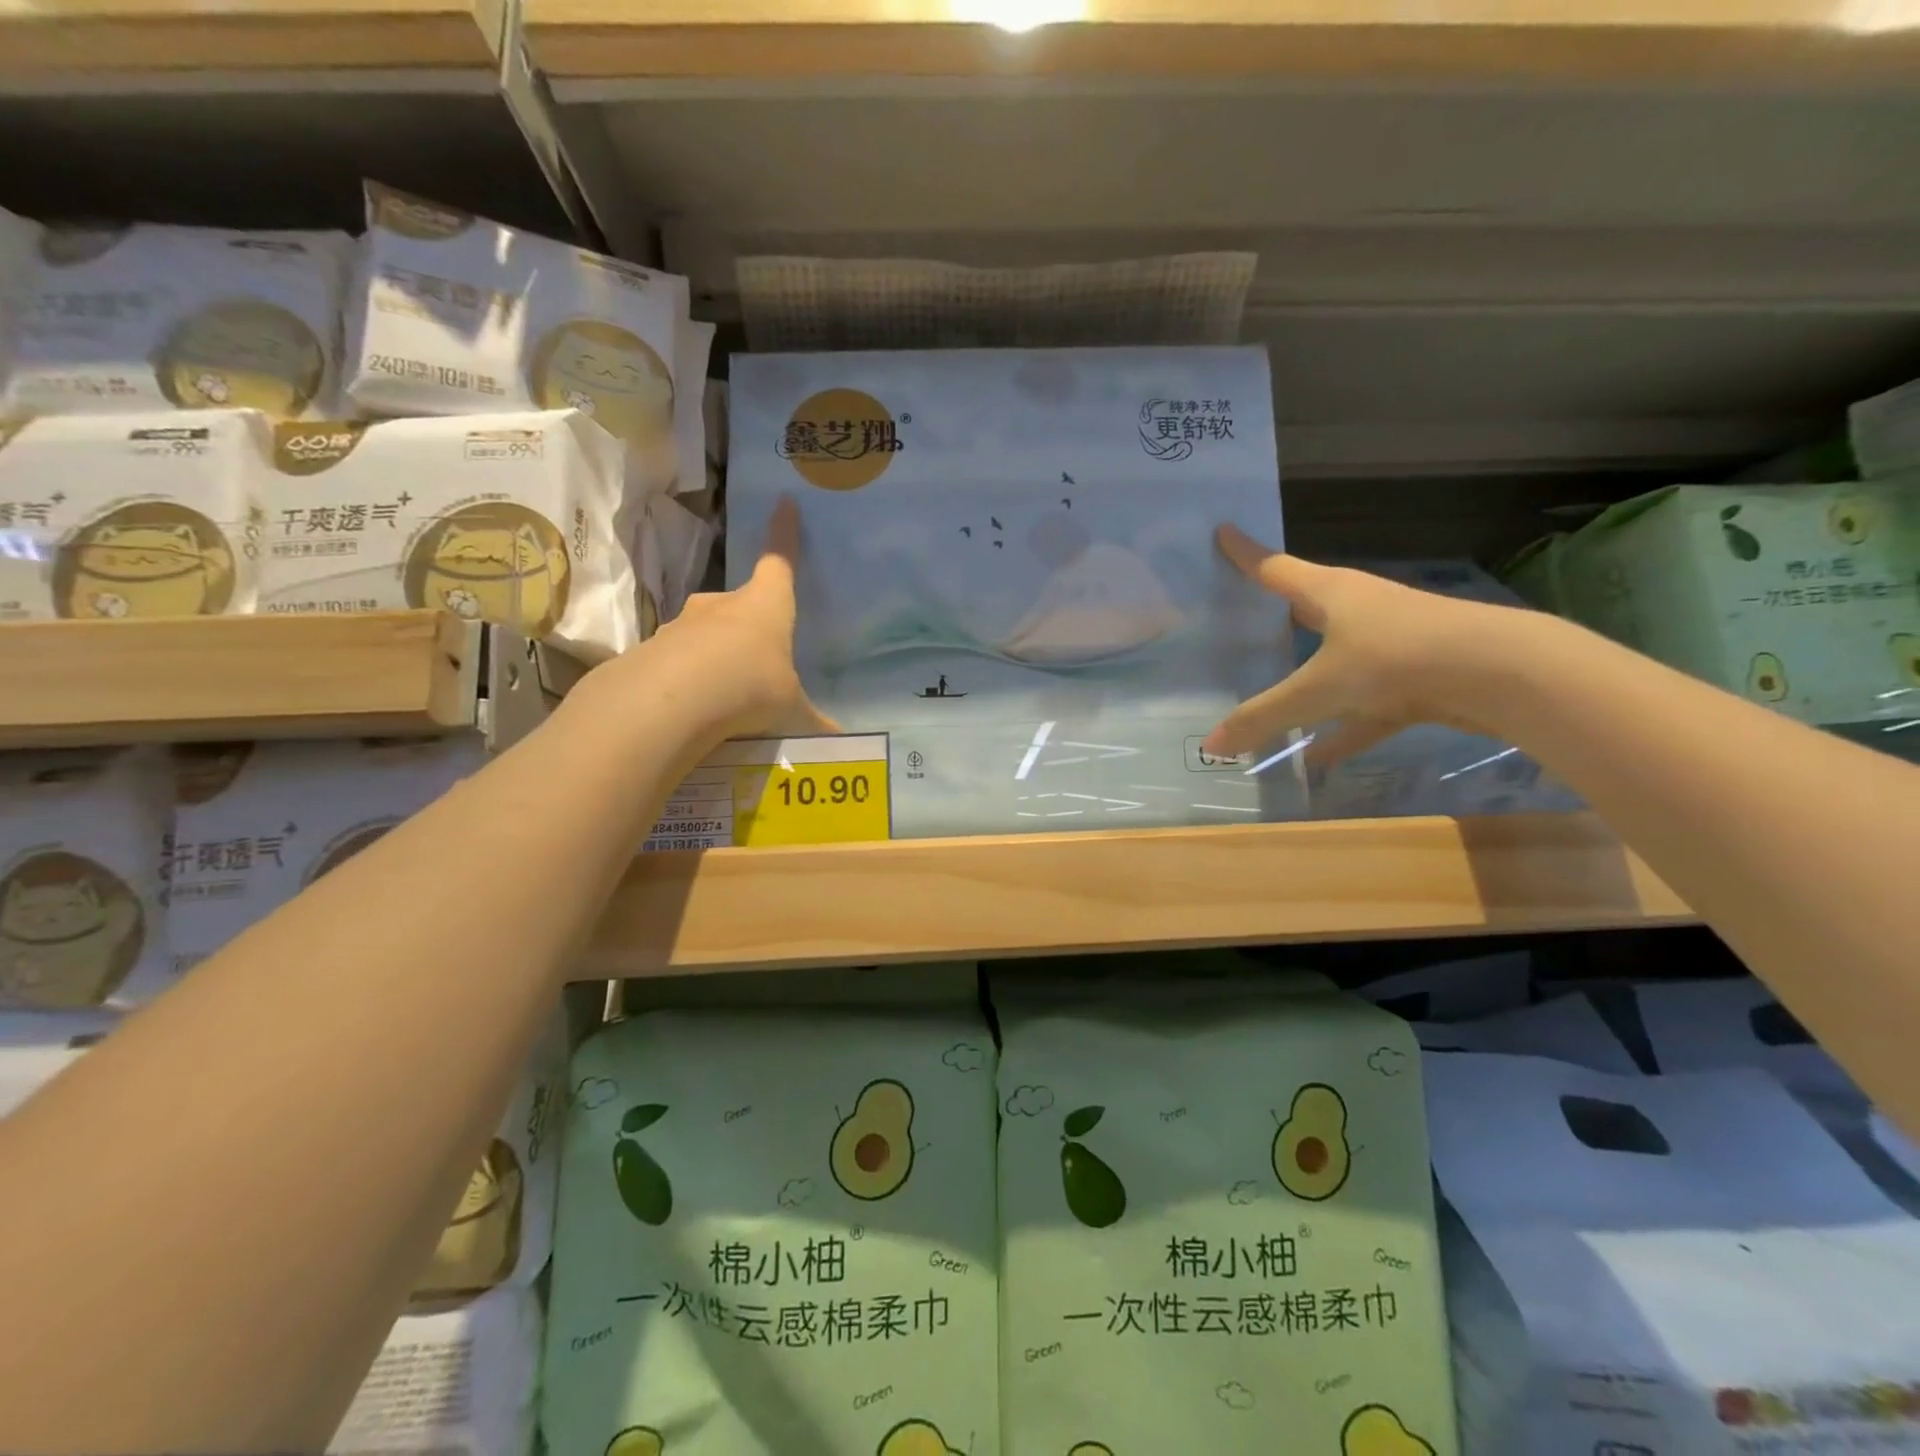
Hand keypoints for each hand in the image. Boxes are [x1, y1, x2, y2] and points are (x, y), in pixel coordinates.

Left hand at [582, 496, 838, 744]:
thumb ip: (813, 721)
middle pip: (740, 601)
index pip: (779, 561)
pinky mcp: (652, 651)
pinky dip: (688, 677)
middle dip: (750, 621)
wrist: (668, 704)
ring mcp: (682, 625)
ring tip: (727, 690)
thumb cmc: (748, 689)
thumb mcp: (790, 710)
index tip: (784, 504)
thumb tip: (840, 736)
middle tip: (761, 652)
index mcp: (765, 605)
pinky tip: (695, 708)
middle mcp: (722, 605)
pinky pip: (678, 660)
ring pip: (705, 631)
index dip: (784, 534)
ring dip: (716, 652)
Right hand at [1202, 526, 1504, 767]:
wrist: (1499, 674)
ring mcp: (1390, 643)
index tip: (1223, 531)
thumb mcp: (1318, 690)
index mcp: (1330, 593)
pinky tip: (1317, 757)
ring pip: (1335, 658)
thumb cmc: (1394, 659)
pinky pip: (1364, 706)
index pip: (1274, 568)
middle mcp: (1359, 609)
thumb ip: (1264, 717)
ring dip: (1307, 678)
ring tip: (1271, 694)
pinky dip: (1342, 729)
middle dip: (1275, 613)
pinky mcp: (1415, 678)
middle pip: (1305, 607)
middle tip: (1240, 616)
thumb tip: (1210, 745)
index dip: (1245, 554)